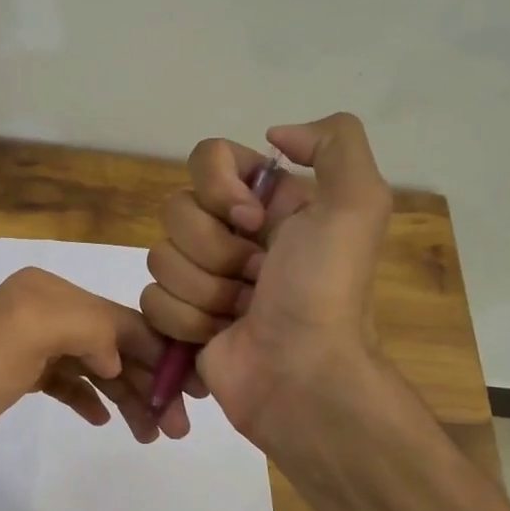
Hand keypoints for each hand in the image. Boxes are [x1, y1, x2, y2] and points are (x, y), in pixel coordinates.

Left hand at [0, 267, 187, 492]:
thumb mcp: (26, 338)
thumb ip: (86, 328)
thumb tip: (121, 355)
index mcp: (45, 294)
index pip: (121, 319)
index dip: (161, 353)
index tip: (194, 393)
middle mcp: (37, 310)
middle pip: (111, 343)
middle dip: (147, 381)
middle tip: (177, 430)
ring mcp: (23, 345)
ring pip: (93, 366)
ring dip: (126, 395)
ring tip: (152, 434)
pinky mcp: (11, 377)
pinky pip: (66, 382)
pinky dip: (89, 397)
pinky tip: (106, 419)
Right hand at [141, 112, 392, 448]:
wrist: (301, 376)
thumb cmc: (324, 291)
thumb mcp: (357, 205)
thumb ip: (334, 142)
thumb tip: (274, 135)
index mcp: (268, 202)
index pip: (208, 158)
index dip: (218, 187)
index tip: (250, 220)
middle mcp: (232, 234)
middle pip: (177, 210)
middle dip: (214, 250)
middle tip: (257, 279)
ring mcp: (203, 278)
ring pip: (160, 257)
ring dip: (204, 291)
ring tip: (241, 313)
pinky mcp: (180, 318)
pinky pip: (151, 300)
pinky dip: (187, 321)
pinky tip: (220, 335)